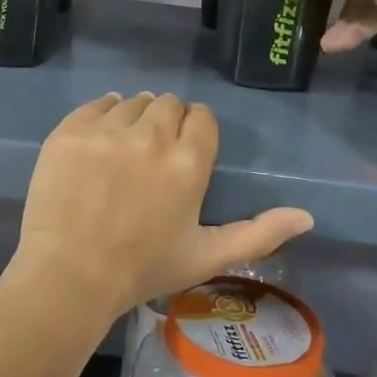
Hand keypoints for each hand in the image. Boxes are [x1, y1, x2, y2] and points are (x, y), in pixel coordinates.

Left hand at [15, 93, 313, 320]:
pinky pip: (96, 104)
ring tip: (124, 149)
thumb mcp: (207, 256)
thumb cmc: (143, 270)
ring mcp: (108, 129)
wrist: (69, 276)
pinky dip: (102, 115)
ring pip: (133, 101)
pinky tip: (100, 139)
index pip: (201, 117)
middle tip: (153, 154)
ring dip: (135, 117)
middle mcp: (152, 135)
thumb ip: (259, 234)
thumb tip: (307, 217)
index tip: (185, 150)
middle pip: (168, 104)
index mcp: (188, 161)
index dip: (195, 130)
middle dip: (167, 122)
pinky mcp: (71, 130)